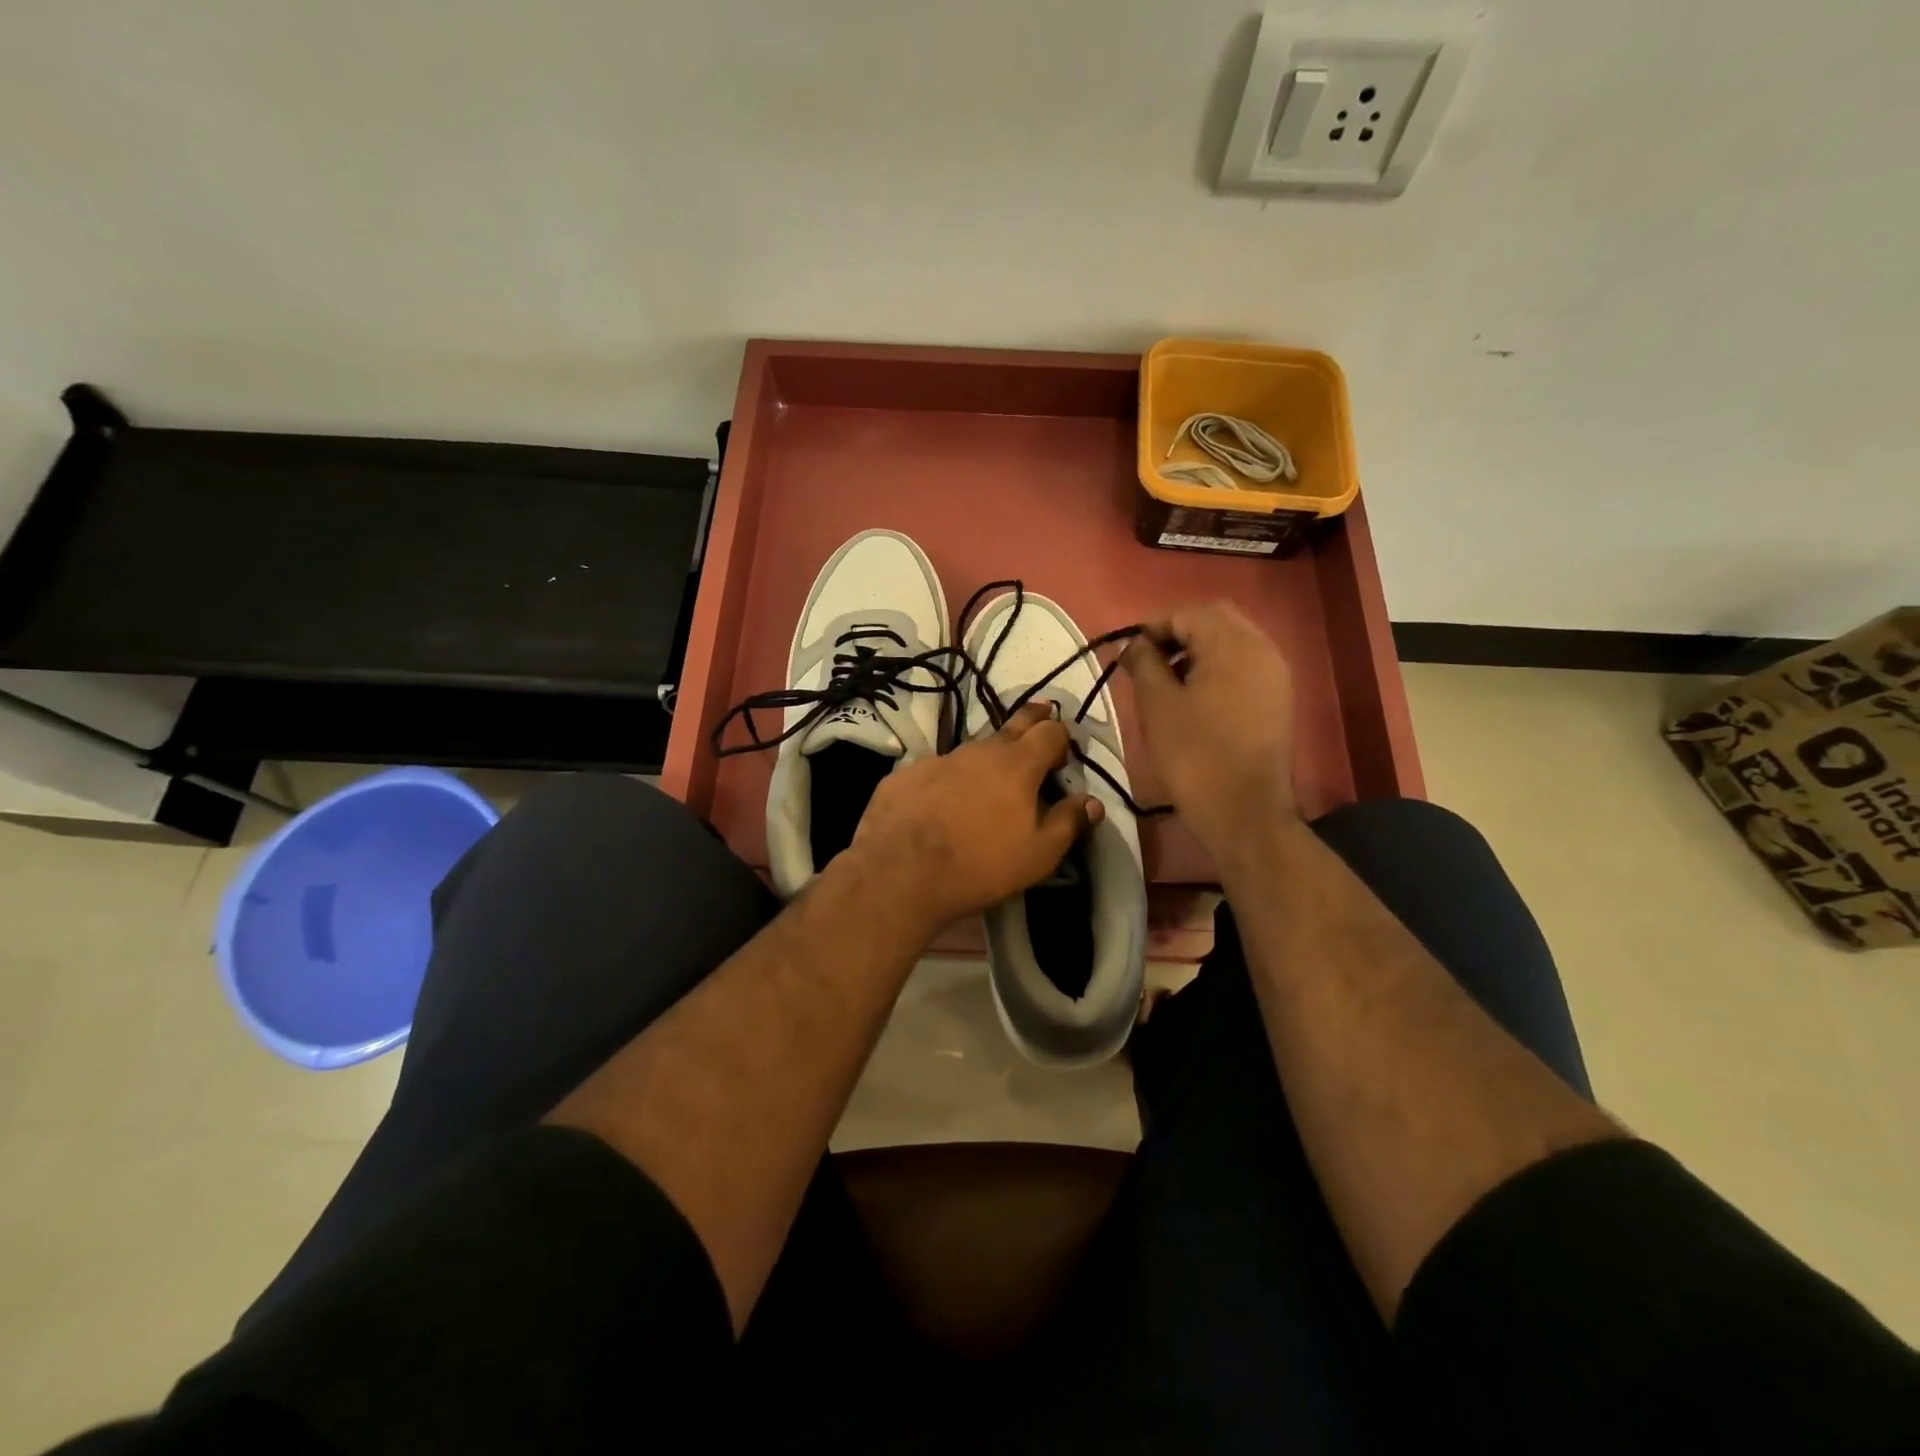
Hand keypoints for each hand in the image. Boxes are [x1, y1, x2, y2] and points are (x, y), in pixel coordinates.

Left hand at [843, 703, 1102, 933]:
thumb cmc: (980, 865)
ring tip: (987, 782)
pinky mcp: (905, 775)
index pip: (1049, 732)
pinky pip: (935, 771)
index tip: (1062, 754)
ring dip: (986, 760)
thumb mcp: (1039, 855)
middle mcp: (979, 750)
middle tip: (1041, 715)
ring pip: (972, 750)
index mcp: (1017, 764)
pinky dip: (946, 782)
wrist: (900, 873)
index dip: (1060, 737)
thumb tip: (1092, 802)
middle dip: (1031, 720)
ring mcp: (938, 759)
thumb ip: (1069, 823)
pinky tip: (940, 805)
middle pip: (1012, 724)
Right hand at [1121, 602, 1297, 861]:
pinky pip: (1244, 666)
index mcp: (1234, 645)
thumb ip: (1143, 663)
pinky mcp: (1277, 699)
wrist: (1244, 812)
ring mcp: (1275, 675)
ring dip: (1197, 650)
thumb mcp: (1157, 705)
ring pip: (1232, 642)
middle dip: (1178, 633)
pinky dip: (1216, 668)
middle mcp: (1263, 649)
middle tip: (1148, 661)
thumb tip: (1131, 644)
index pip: (1188, 613)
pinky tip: (1194, 696)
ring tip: (1166, 680)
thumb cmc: (1194, 755)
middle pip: (1215, 620)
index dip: (1153, 626)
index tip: (1128, 652)